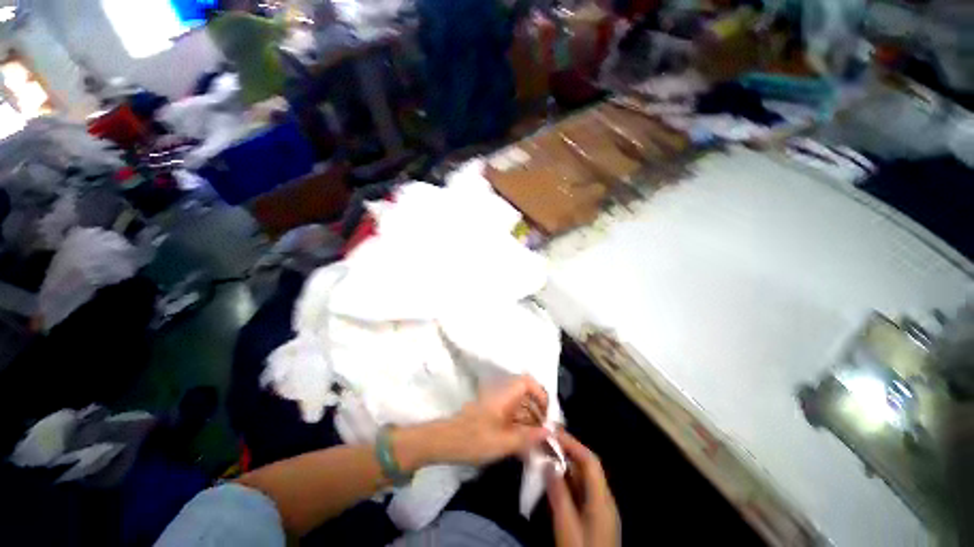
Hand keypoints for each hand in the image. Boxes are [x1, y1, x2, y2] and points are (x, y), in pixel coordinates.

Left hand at [422, 375, 550, 466]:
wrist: (445, 442)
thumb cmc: (474, 440)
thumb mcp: (503, 442)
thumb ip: (528, 437)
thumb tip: (549, 432)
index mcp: (505, 395)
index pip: (528, 382)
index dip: (540, 394)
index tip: (547, 415)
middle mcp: (502, 395)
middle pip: (526, 394)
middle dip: (538, 411)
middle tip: (545, 432)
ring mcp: (496, 403)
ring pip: (519, 405)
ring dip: (530, 420)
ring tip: (537, 441)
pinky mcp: (492, 413)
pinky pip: (511, 413)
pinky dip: (520, 425)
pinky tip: (523, 443)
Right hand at [547, 430, 619, 546]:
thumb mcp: (567, 528)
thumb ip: (559, 495)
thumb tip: (548, 463)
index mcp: (602, 500)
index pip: (590, 461)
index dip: (572, 443)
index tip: (553, 433)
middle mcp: (604, 499)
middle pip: (588, 467)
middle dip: (568, 450)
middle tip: (547, 441)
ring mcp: (601, 509)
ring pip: (584, 477)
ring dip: (567, 464)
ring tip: (547, 454)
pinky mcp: (595, 517)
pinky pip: (582, 489)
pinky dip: (568, 479)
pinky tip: (555, 479)